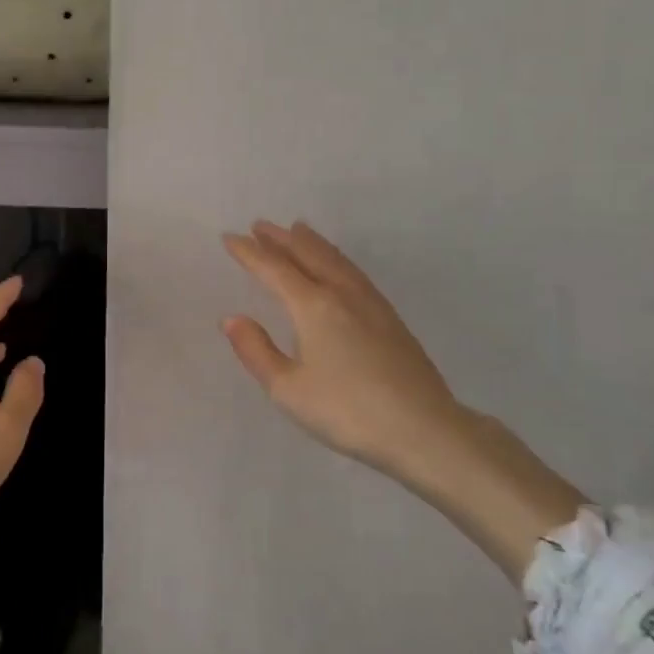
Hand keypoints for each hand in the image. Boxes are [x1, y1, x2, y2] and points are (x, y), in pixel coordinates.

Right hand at [222, 220, 586, 576]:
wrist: (423, 429)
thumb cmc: (346, 411)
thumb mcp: (287, 389)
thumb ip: (256, 351)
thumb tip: (233, 318)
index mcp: (313, 306)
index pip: (274, 270)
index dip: (249, 253)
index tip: (230, 238)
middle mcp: (341, 294)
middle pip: (307, 255)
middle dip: (280, 239)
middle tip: (260, 225)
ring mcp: (371, 303)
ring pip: (335, 260)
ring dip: (311, 243)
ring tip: (298, 229)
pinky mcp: (390, 317)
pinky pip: (354, 272)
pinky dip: (336, 258)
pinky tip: (338, 266)